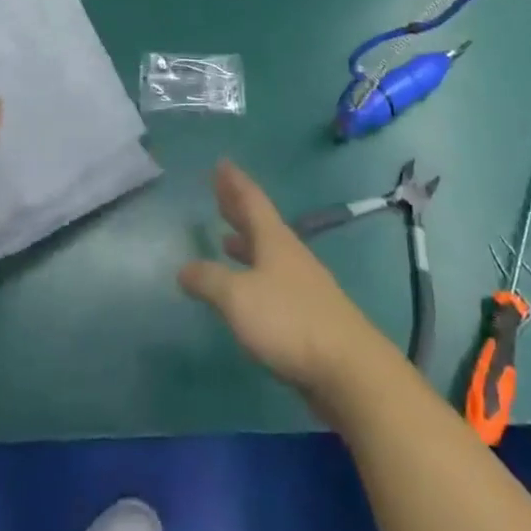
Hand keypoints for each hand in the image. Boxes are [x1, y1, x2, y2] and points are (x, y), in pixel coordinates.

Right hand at [178, 161, 392, 400]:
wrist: (346, 366)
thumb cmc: (289, 321)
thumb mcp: (239, 298)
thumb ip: (209, 281)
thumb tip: (184, 268)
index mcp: (274, 240)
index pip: (251, 200)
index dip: (234, 183)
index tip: (222, 163)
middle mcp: (289, 253)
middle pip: (260, 222)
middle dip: (238, 207)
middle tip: (220, 190)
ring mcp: (301, 283)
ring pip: (267, 251)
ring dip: (246, 242)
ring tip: (226, 239)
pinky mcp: (306, 312)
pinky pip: (273, 278)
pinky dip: (255, 273)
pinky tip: (249, 288)